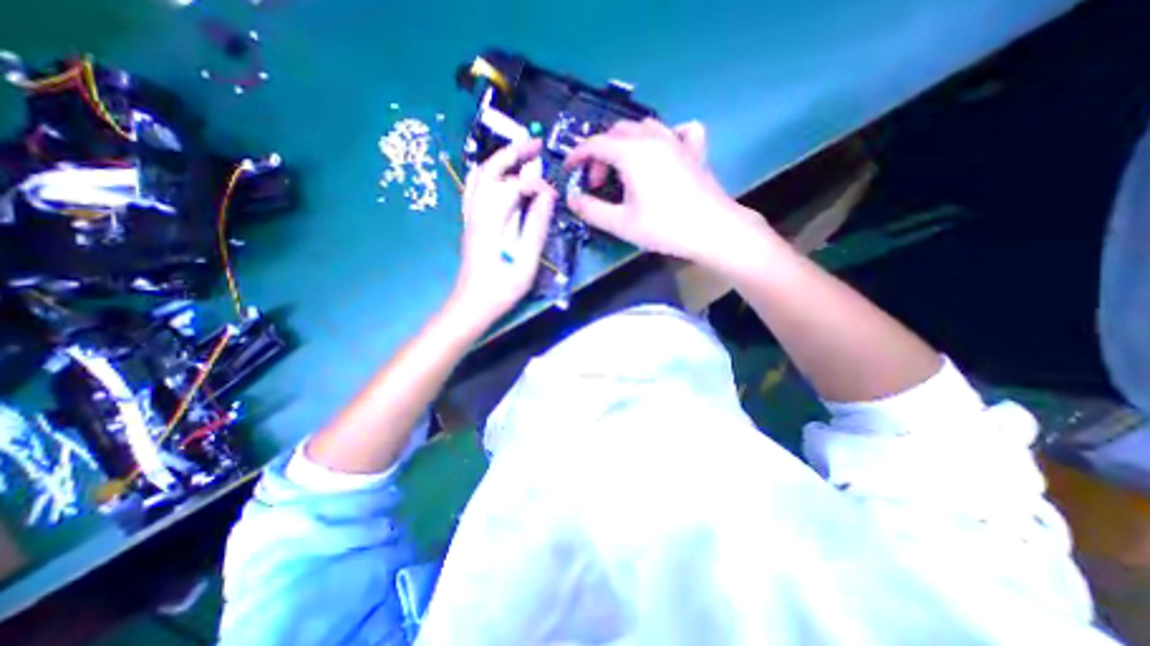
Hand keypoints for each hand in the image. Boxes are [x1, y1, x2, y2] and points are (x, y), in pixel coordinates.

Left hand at [450, 137, 556, 325]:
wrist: (474, 303)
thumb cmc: (502, 287)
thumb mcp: (526, 260)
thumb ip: (536, 226)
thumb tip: (547, 195)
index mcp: (492, 220)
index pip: (513, 185)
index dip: (535, 183)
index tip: (553, 193)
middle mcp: (477, 211)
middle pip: (491, 170)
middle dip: (513, 153)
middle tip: (535, 144)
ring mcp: (471, 216)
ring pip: (479, 176)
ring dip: (499, 160)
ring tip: (519, 153)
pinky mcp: (470, 223)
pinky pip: (474, 189)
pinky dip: (486, 174)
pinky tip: (498, 177)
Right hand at [565, 119, 771, 275]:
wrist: (712, 230)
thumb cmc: (664, 227)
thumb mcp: (621, 224)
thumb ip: (591, 210)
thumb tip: (572, 199)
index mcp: (632, 153)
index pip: (595, 144)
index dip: (577, 155)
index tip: (569, 170)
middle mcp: (652, 139)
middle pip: (617, 133)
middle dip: (601, 154)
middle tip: (599, 183)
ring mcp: (676, 141)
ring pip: (642, 128)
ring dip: (625, 144)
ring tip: (623, 170)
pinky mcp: (693, 150)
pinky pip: (676, 131)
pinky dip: (663, 136)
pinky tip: (662, 151)